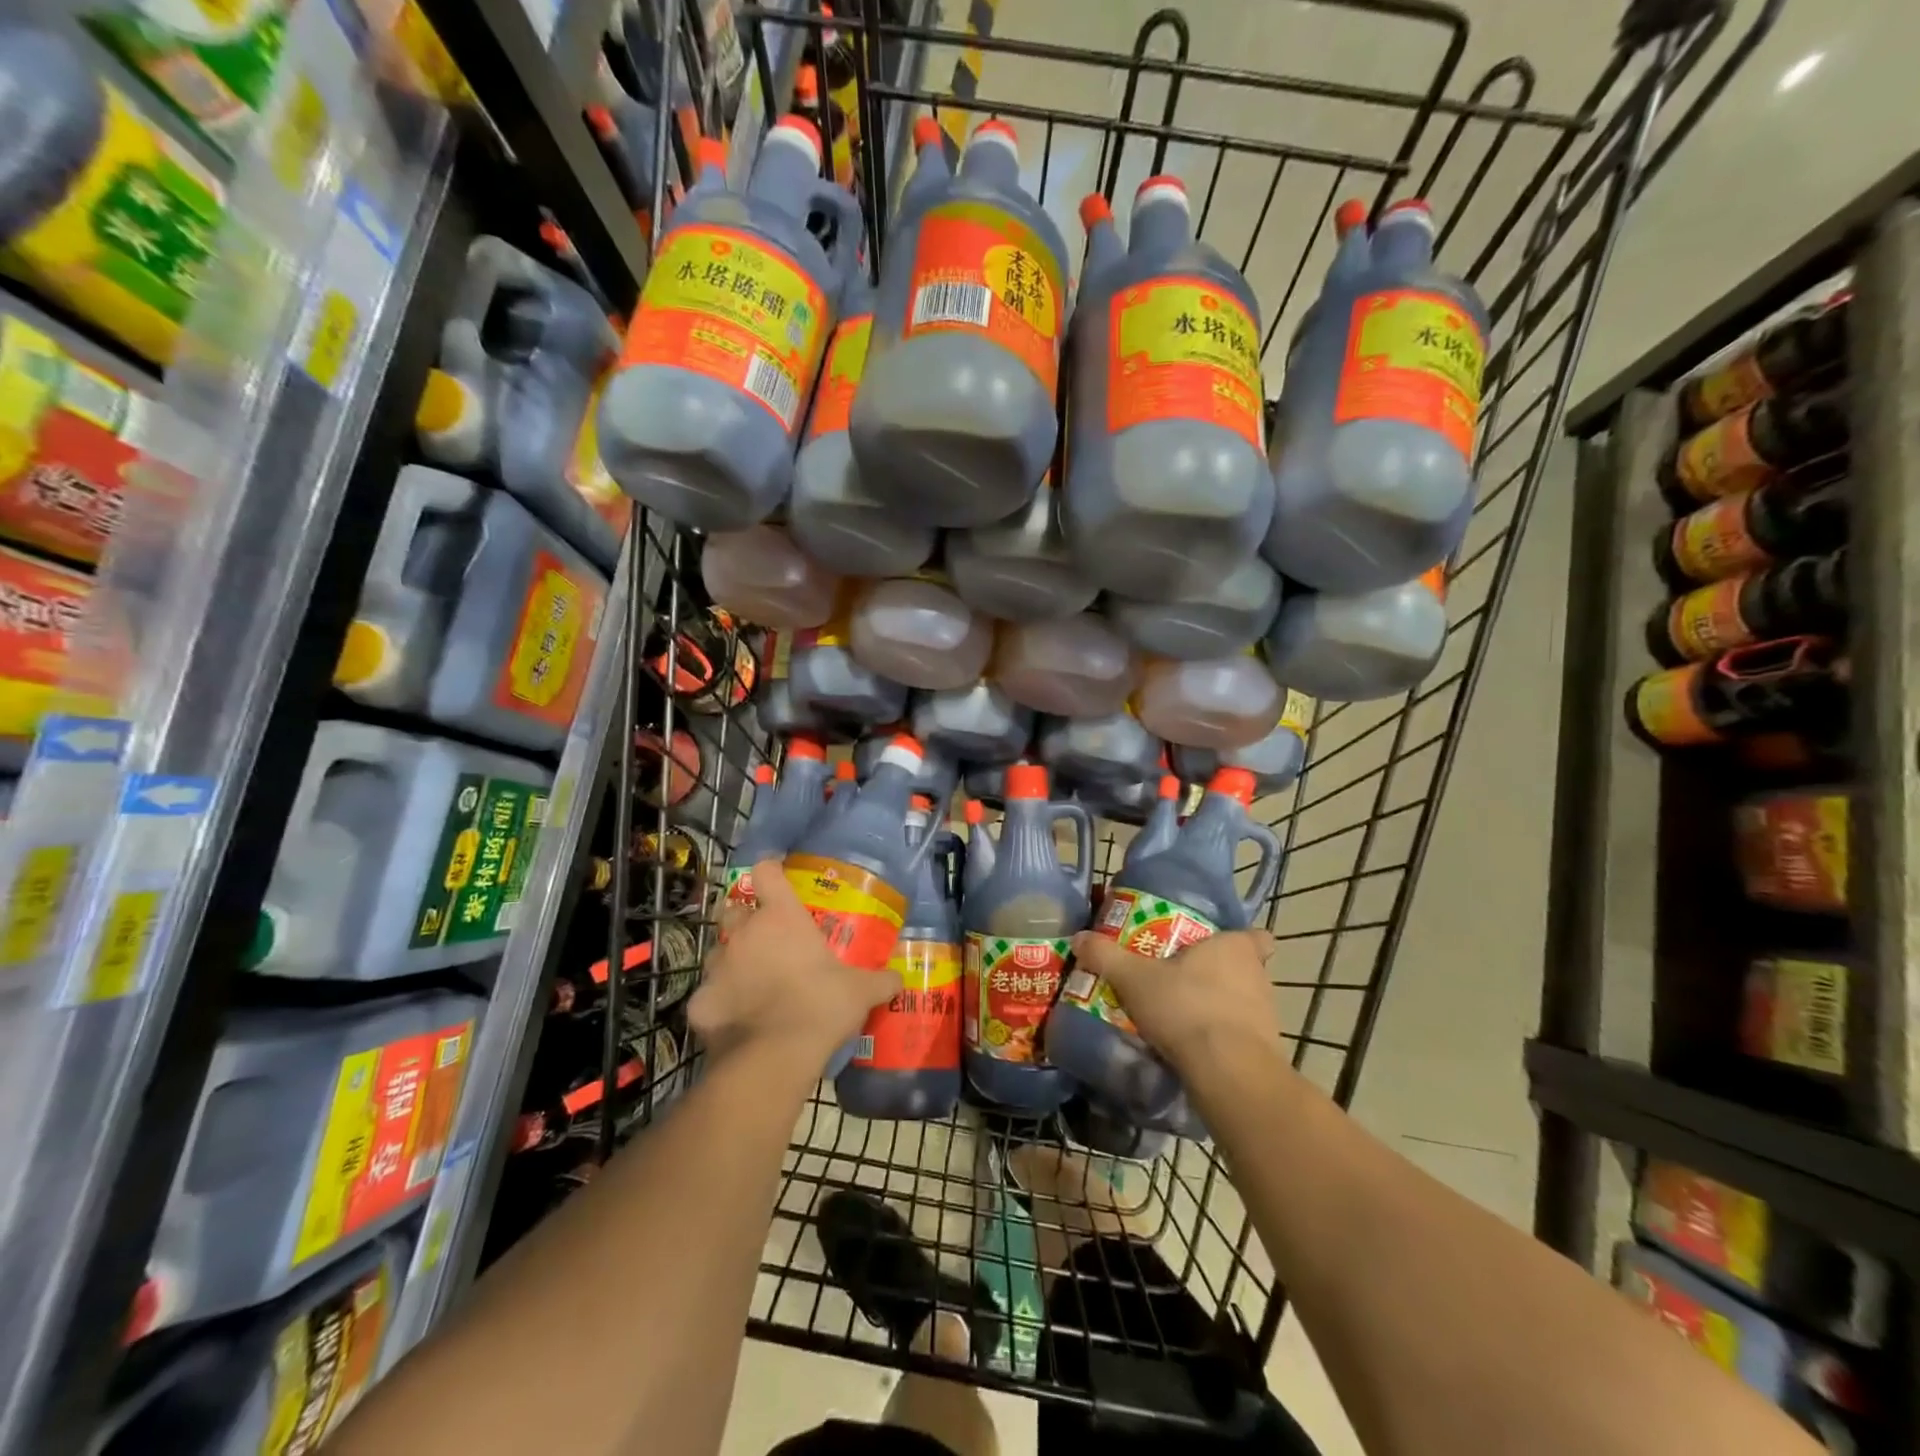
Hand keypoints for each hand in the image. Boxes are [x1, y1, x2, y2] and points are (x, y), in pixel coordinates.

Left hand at [689, 860, 901, 1074]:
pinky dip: (719, 1003)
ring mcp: (717, 966)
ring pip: (718, 951)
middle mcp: (744, 933)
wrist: (774, 1056)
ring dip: (732, 959)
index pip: (765, 873)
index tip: (776, 875)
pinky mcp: (700, 1002)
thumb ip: (881, 980)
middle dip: (744, 917)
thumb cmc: (821, 1006)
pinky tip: (736, 1018)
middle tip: (764, 936)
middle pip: (732, 909)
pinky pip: (708, 995)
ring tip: (750, 979)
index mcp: (781, 918)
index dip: (769, 870)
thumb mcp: (861, 992)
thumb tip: (898, 979)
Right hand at [1068, 927, 1280, 1072]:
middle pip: (1244, 968)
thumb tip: (1079, 937)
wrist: (1229, 1073)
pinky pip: (1243, 1036)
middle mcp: (1258, 976)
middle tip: (1183, 980)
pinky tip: (1196, 1048)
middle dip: (1218, 974)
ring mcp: (1268, 1015)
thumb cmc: (1186, 1008)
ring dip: (1221, 1007)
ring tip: (1185, 1017)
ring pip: (1244, 1002)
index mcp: (1235, 948)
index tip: (1216, 947)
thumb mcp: (1134, 979)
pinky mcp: (1267, 1051)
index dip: (1239, 940)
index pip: (1255, 936)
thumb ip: (1107, 956)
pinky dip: (1224, 1039)